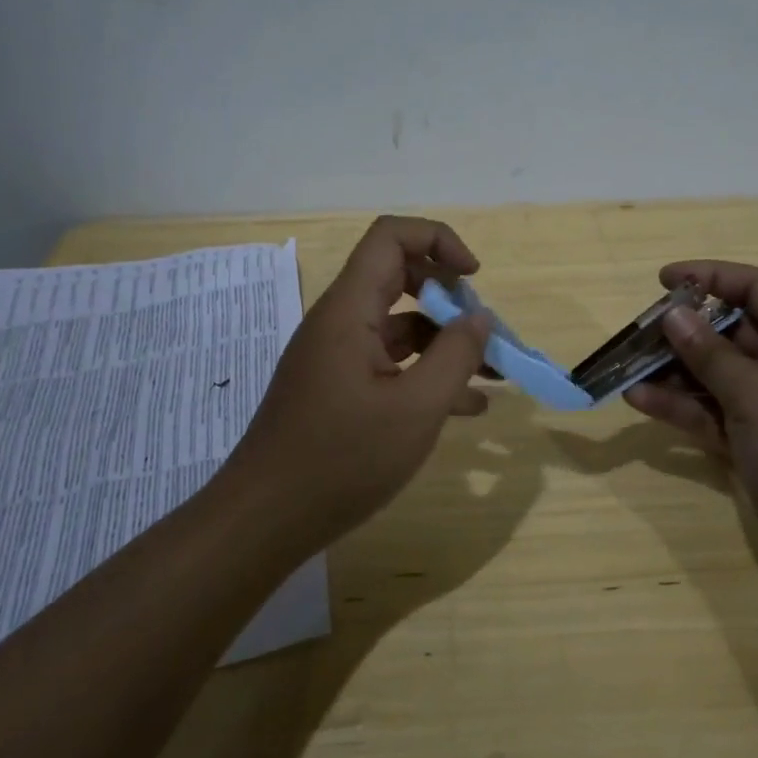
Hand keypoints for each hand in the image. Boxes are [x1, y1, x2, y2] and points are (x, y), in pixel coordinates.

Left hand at [232, 216, 491, 549]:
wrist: (264, 521)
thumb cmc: (341, 460)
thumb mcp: (415, 409)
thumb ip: (456, 356)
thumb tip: (480, 318)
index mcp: (349, 310)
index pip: (391, 237)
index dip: (438, 240)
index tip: (474, 277)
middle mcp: (339, 322)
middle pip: (400, 277)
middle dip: (451, 297)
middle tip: (484, 331)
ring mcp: (337, 357)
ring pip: (400, 326)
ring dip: (446, 342)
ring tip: (492, 375)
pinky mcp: (338, 388)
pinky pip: (390, 363)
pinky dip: (426, 374)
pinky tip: (465, 408)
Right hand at [624, 261, 757, 569]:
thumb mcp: (757, 395)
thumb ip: (711, 355)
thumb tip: (673, 315)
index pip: (754, 288)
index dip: (710, 277)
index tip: (662, 280)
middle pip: (726, 331)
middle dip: (681, 332)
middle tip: (635, 335)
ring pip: (714, 374)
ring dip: (672, 372)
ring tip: (627, 371)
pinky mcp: (756, 439)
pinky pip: (712, 412)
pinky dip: (680, 406)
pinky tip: (639, 401)